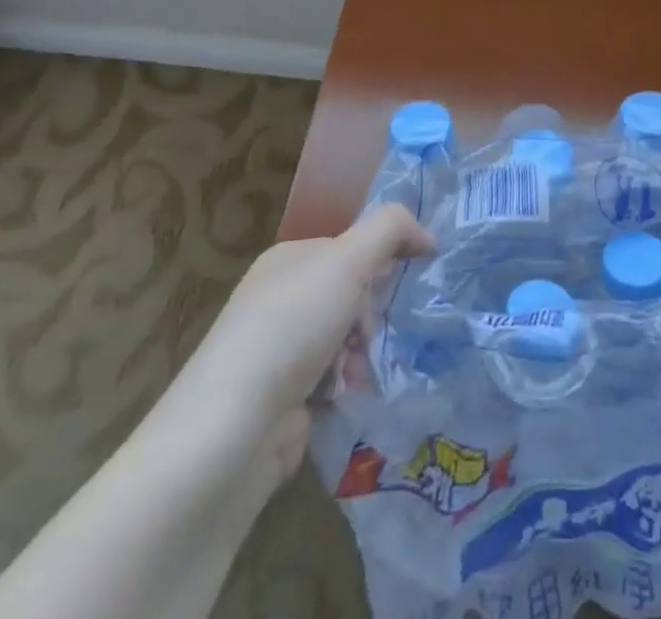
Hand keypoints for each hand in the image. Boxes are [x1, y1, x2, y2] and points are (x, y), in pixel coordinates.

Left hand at [187, 204, 434, 414]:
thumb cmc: (291, 328)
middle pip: (351, 294)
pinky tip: (341, 398)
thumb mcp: (347, 260)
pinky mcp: (282, 401)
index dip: (378, 263)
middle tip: (368, 334)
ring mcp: (278, 352)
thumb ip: (390, 229)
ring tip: (354, 373)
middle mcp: (280, 299)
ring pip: (346, 339)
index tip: (395, 286)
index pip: (350, 248)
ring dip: (361, 355)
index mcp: (288, 259)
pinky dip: (344, 387)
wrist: (233, 430)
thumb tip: (427, 235)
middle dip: (370, 315)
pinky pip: (332, 381)